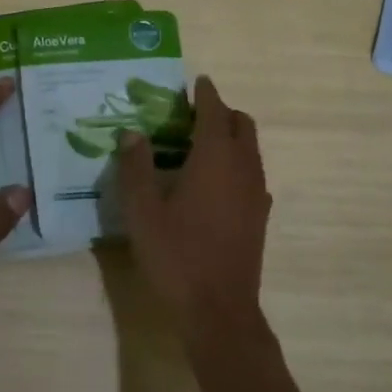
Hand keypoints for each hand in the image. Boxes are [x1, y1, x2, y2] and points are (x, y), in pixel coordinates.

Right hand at [116, 75, 271, 331]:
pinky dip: (237, 163)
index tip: (196, 81)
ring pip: (251, 149)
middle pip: (242, 124)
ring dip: (231, 137)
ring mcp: (257, 193)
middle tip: (191, 115)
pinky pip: (253, 173)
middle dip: (221, 112)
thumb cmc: (176, 255)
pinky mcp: (260, 216)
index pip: (214, 110)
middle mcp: (243, 167)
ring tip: (198, 146)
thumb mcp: (142, 211)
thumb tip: (131, 133)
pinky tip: (212, 183)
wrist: (218, 309)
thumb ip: (135, 167)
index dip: (205, 93)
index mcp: (215, 158)